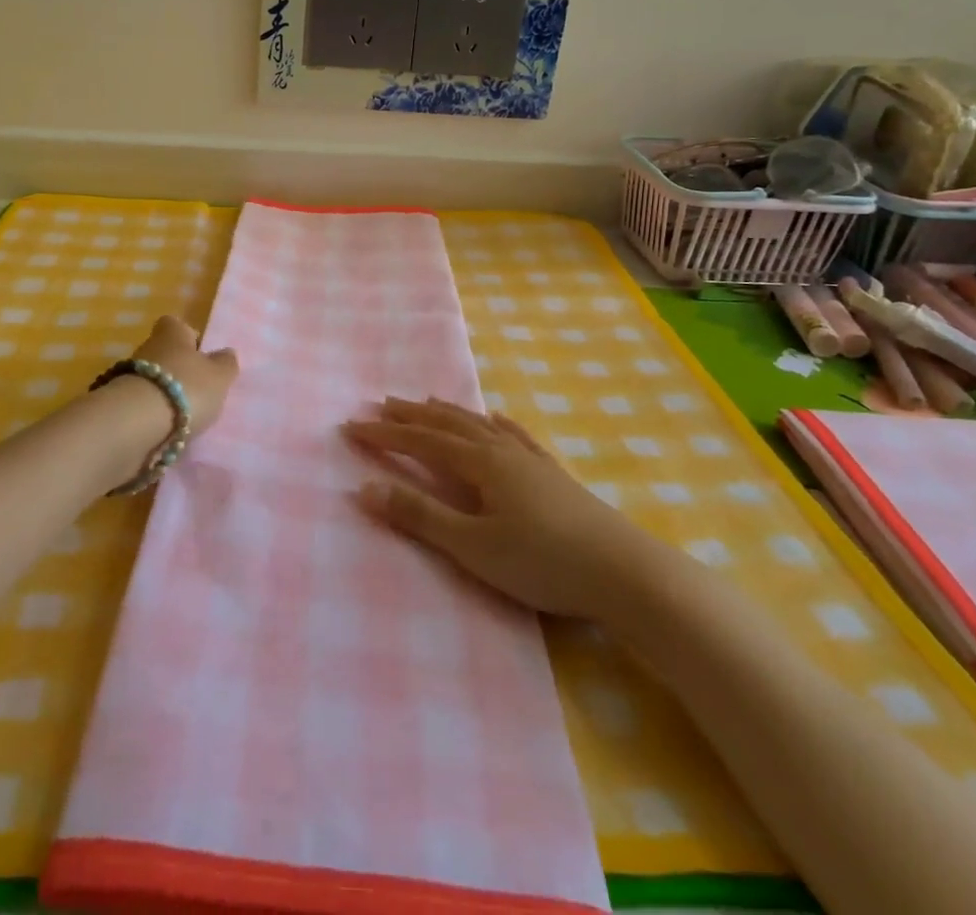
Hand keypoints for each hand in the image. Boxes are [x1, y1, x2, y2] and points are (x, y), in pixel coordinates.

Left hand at [132, 314, 239, 430]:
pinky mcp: (119, 405)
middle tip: (198, 390)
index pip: (176, 324)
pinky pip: (141, 405)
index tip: (201, 355)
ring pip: (152, 381)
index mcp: (172, 333)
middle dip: (178, 370)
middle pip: (164, 353)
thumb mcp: (219, 376)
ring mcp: (128, 377)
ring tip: (184, 415)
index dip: (189, 337)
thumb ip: (226, 364)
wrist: (136, 424)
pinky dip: (152, 414)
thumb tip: (226, 353)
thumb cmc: (186, 388)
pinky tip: (166, 429)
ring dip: (165, 394)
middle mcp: (147, 348)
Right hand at [343, 398, 682, 622]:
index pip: (421, 441)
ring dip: (448, 413)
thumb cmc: (542, 562)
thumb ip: (419, 517)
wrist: (625, 572)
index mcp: (479, 463)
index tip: (350, 427)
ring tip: (425, 402)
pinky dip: (496, 424)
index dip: (384, 434)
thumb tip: (365, 488)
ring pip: (479, 425)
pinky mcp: (553, 474)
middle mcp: (501, 450)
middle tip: (381, 404)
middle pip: (448, 424)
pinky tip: (495, 419)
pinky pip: (515, 436)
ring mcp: (530, 459)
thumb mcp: (472, 547)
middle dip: (411, 416)